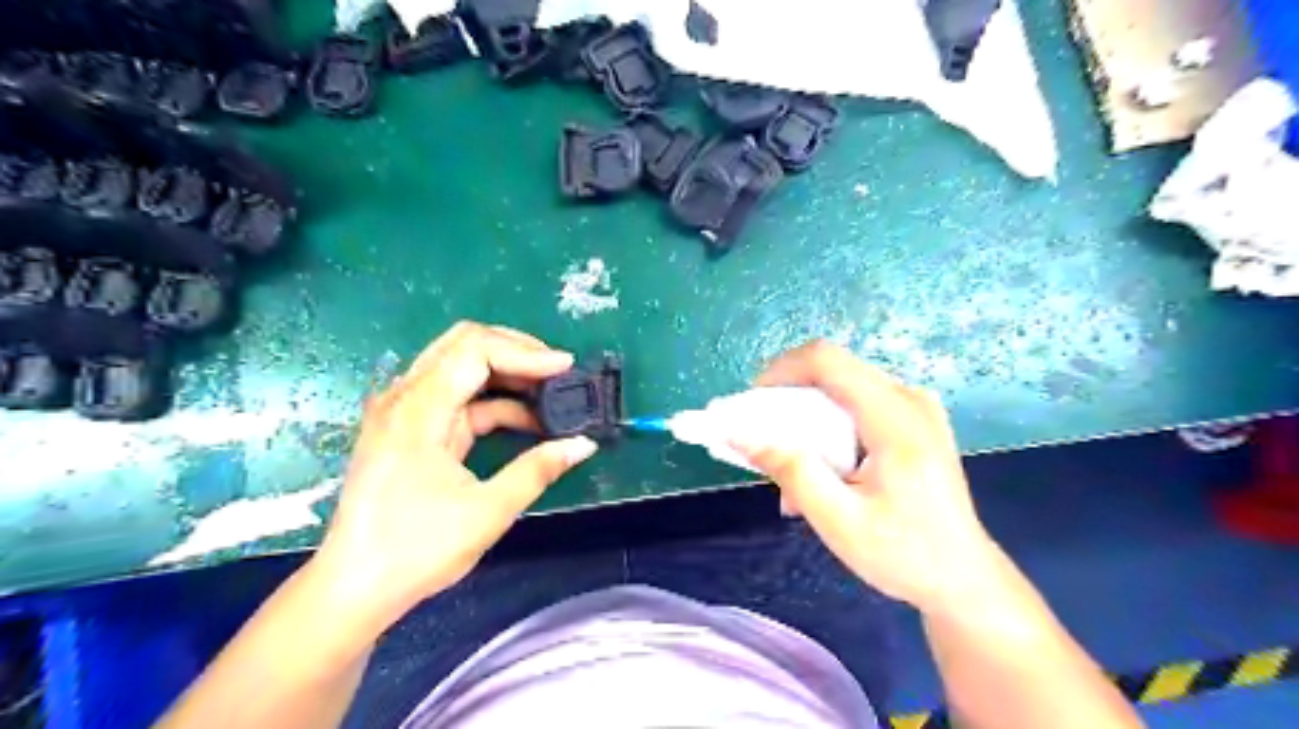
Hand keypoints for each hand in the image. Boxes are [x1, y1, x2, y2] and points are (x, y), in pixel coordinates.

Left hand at [313, 321, 598, 624]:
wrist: (355, 587)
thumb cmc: (416, 551)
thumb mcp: (487, 511)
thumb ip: (538, 470)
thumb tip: (583, 444)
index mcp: (417, 410)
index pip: (474, 350)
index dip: (525, 353)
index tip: (565, 368)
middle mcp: (405, 398)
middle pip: (464, 344)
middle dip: (516, 351)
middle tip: (558, 371)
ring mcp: (405, 411)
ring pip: (461, 367)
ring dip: (507, 374)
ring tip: (550, 393)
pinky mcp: (412, 428)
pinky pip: (458, 397)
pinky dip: (494, 401)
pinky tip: (527, 420)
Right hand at [736, 342, 996, 613]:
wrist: (964, 579)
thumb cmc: (906, 555)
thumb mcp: (840, 522)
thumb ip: (792, 473)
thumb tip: (741, 435)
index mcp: (896, 418)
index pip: (827, 360)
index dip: (780, 370)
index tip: (752, 405)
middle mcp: (909, 399)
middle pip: (831, 371)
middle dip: (788, 399)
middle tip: (765, 443)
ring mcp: (915, 407)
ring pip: (840, 388)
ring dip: (806, 419)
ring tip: (794, 472)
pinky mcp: (913, 420)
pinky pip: (856, 405)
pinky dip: (828, 428)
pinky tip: (823, 472)